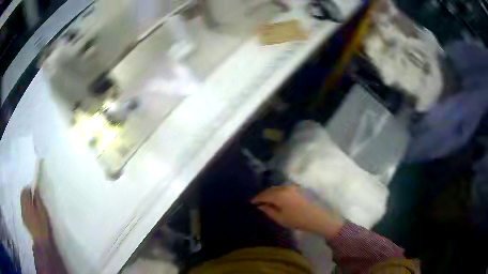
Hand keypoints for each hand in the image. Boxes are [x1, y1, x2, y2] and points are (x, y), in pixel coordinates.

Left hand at [21, 188, 51, 242]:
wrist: (41, 242)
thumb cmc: (43, 226)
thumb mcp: (43, 212)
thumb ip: (38, 200)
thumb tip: (35, 189)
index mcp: (27, 203)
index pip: (25, 190)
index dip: (29, 189)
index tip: (34, 192)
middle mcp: (23, 206)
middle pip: (22, 195)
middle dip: (26, 193)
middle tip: (32, 197)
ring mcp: (22, 213)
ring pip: (22, 201)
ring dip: (25, 200)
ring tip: (31, 205)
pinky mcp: (23, 219)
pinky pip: (22, 208)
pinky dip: (25, 207)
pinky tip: (30, 213)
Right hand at [251, 185, 343, 238]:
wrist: (314, 218)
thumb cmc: (296, 220)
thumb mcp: (279, 218)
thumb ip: (268, 210)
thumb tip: (260, 206)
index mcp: (278, 195)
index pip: (264, 195)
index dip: (256, 199)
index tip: (251, 203)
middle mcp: (284, 188)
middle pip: (270, 190)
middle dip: (262, 195)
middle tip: (257, 202)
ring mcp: (291, 188)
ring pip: (276, 188)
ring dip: (269, 193)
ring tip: (265, 200)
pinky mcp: (296, 190)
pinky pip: (282, 189)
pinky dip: (277, 192)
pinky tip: (276, 198)